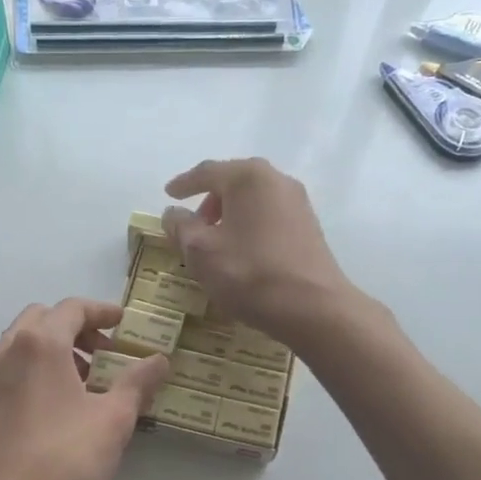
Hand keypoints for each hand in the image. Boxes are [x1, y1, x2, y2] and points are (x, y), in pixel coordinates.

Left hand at [0, 298, 170, 479]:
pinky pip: (11, 369)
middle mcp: (8, 350)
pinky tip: (58, 406)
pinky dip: (36, 370)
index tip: (123, 322)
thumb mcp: (113, 421)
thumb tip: (159, 360)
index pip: (73, 308)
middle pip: (43, 319)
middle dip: (76, 328)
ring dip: (55, 349)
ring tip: (86, 382)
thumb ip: (137, 383)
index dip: (102, 311)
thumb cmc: (62, 459)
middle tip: (105, 353)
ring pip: (23, 344)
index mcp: (40, 343)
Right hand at [163, 159, 354, 344]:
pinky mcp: (308, 227)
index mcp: (247, 177)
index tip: (168, 194)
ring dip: (230, 214)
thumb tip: (172, 213)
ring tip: (215, 241)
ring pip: (253, 199)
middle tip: (192, 223)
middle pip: (233, 182)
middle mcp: (276, 180)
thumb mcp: (200, 251)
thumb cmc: (249, 273)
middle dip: (209, 199)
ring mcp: (298, 203)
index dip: (184, 184)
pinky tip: (241, 251)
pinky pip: (269, 215)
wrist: (312, 307)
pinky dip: (249, 225)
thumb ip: (180, 227)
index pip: (207, 172)